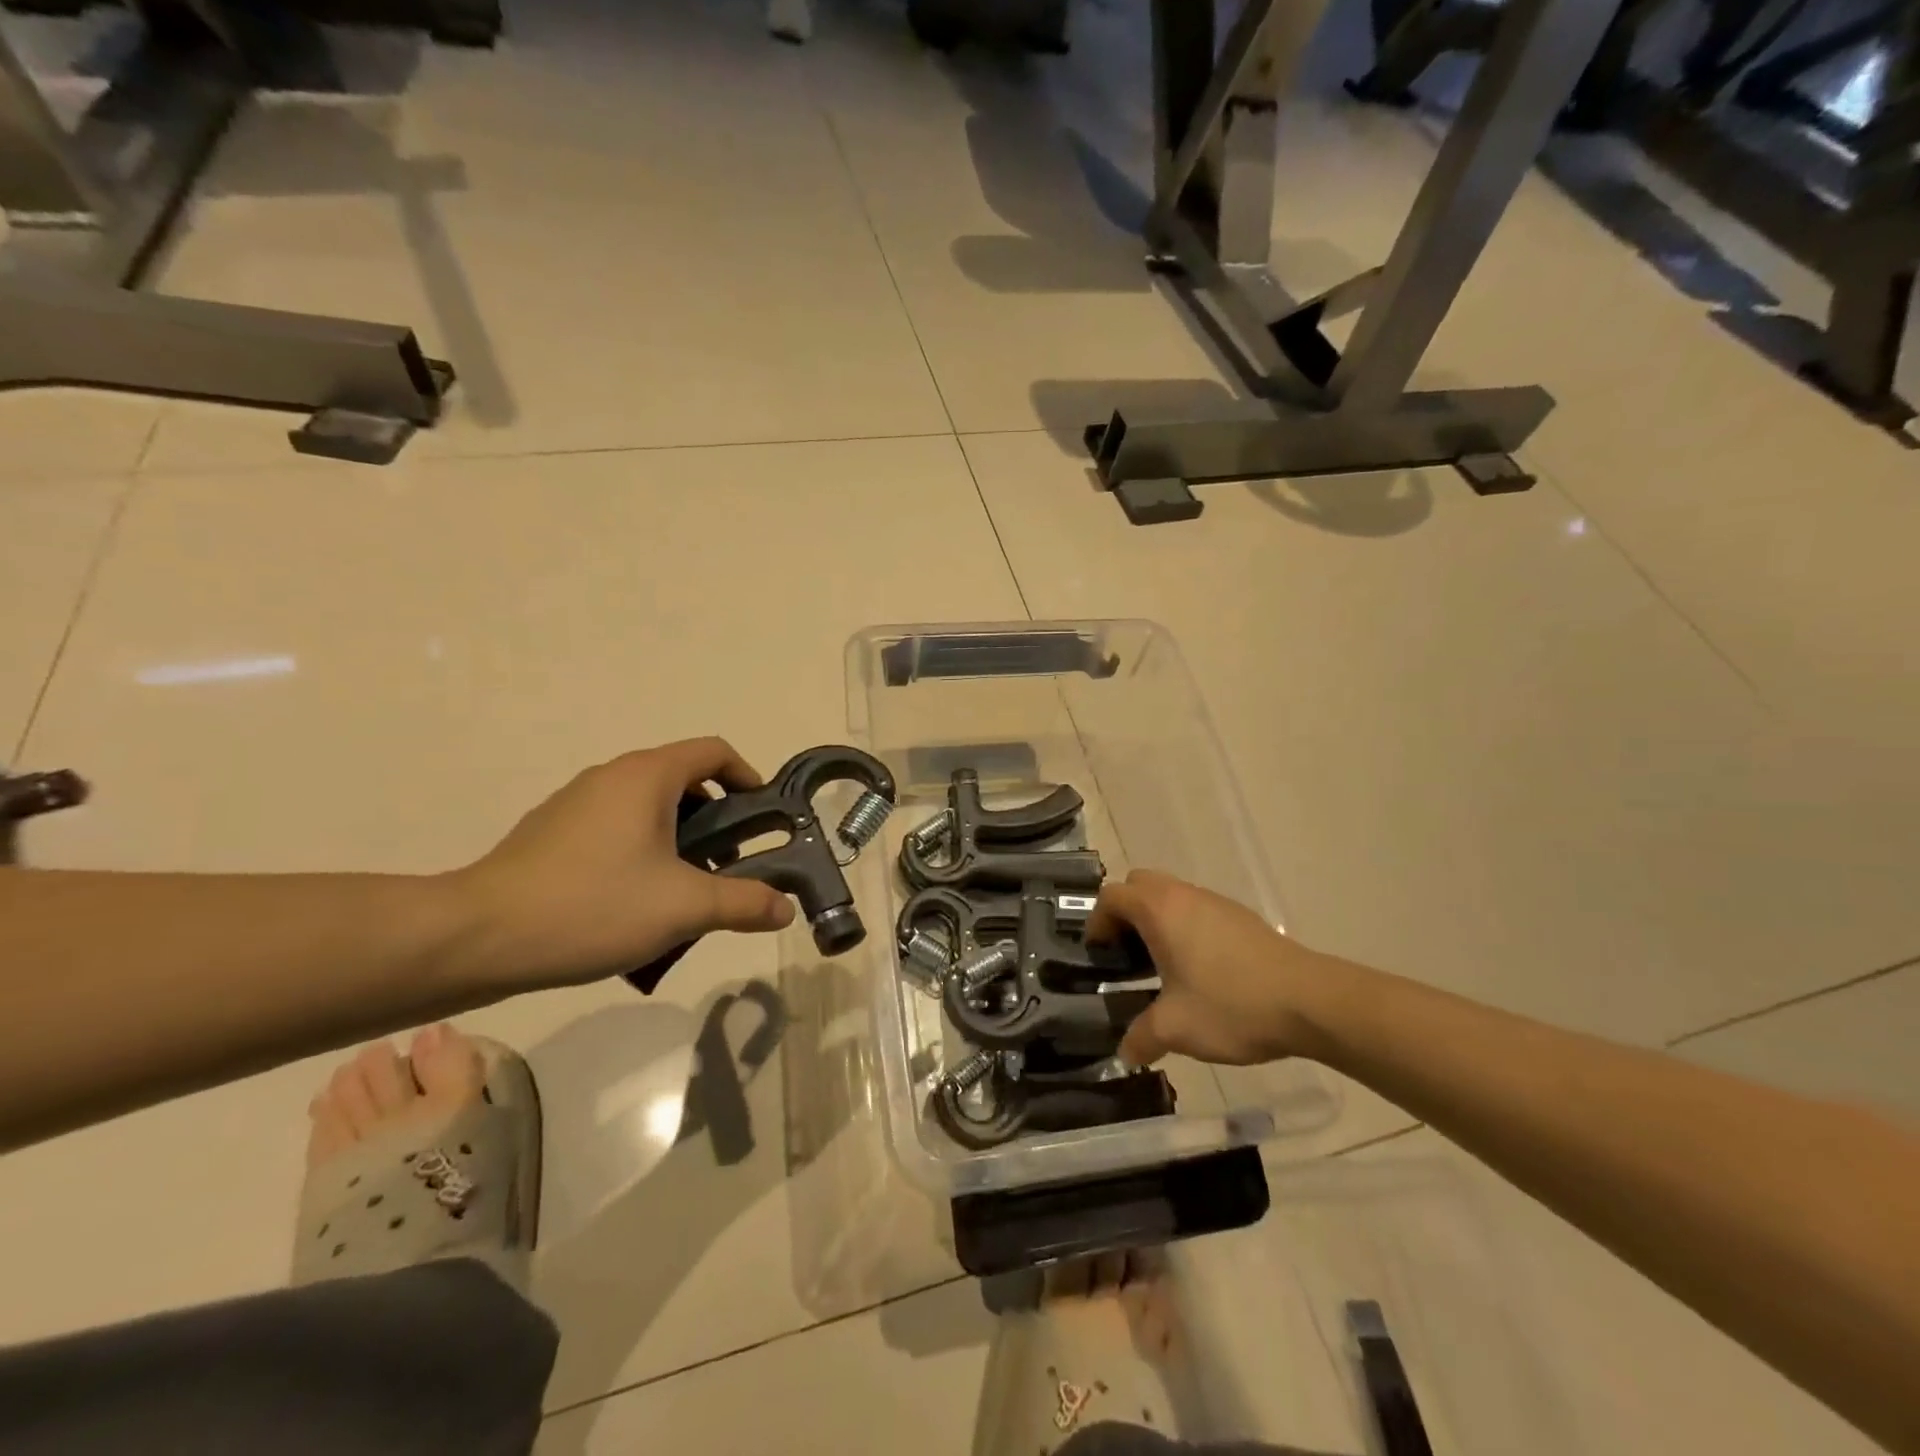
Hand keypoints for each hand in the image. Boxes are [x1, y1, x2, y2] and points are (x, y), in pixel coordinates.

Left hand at [448, 738, 794, 989]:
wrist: (476, 937)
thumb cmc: (593, 905)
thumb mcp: (684, 907)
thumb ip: (744, 902)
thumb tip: (785, 908)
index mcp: (646, 776)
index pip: (714, 752)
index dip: (748, 777)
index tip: (762, 818)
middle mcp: (611, 777)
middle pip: (683, 780)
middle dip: (716, 819)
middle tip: (728, 865)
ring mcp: (575, 804)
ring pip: (647, 807)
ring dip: (679, 839)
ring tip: (684, 891)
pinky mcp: (551, 834)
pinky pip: (615, 828)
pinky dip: (642, 850)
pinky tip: (634, 902)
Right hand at [1086, 870, 1327, 1067]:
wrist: (1310, 1001)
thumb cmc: (1231, 1005)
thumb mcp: (1175, 1028)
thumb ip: (1141, 1038)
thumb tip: (1125, 1054)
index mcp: (1159, 910)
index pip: (1111, 896)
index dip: (1097, 922)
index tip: (1099, 955)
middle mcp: (1184, 895)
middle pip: (1139, 885)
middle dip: (1125, 913)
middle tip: (1125, 953)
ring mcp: (1216, 902)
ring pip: (1171, 895)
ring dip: (1156, 920)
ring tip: (1160, 966)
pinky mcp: (1240, 917)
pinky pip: (1197, 909)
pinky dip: (1183, 927)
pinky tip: (1198, 971)